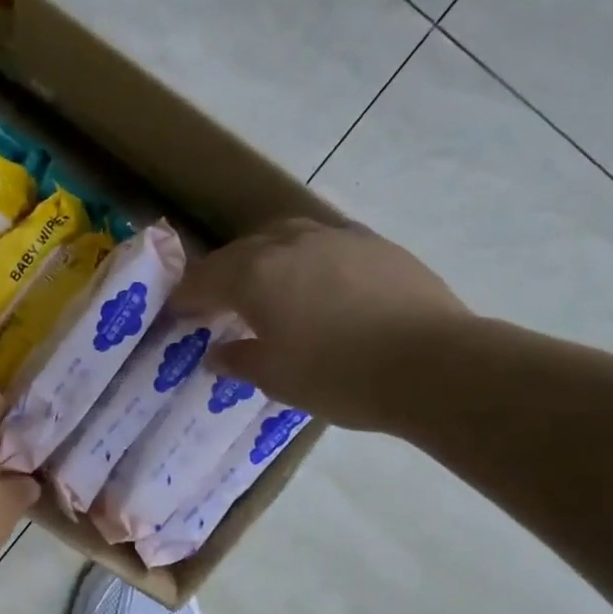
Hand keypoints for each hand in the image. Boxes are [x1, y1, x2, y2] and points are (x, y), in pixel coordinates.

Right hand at [172, 217, 470, 430]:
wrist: (434, 365)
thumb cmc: (340, 376)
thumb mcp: (277, 378)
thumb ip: (239, 360)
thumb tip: (217, 353)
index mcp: (254, 275)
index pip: (204, 279)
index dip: (186, 297)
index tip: (178, 313)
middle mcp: (288, 244)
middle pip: (240, 251)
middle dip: (221, 275)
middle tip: (217, 302)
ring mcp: (335, 238)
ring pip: (284, 235)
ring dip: (264, 257)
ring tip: (267, 284)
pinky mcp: (374, 244)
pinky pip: (324, 243)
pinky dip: (307, 259)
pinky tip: (319, 283)